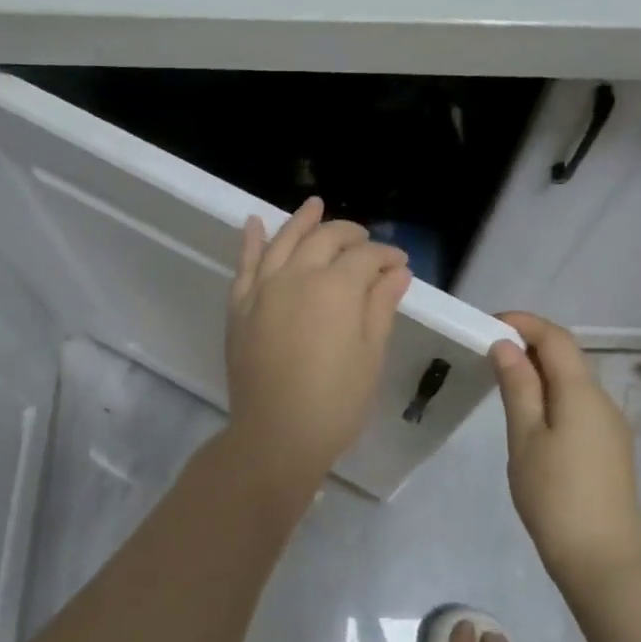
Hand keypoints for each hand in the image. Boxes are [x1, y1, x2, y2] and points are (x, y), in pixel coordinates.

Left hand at [224, 197, 412, 491]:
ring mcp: (263, 289)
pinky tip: (254, 223)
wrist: (276, 436)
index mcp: (336, 287)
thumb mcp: (370, 355)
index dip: (386, 256)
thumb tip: (396, 272)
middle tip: (366, 240)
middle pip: (325, 239)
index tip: (400, 265)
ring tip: (315, 205)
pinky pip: (245, 265)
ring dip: (302, 221)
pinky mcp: (240, 307)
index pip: (365, 257)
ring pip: (284, 241)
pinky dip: (250, 241)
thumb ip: (381, 306)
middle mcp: (297, 276)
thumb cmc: (335, 402)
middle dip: (350, 234)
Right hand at [490, 312, 640, 588]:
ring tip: (503, 383)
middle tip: (488, 352)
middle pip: (568, 357)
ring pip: (574, 383)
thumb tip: (507, 345)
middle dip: (530, 345)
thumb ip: (518, 386)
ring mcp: (611, 427)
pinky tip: (531, 418)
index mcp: (583, 393)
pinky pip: (579, 406)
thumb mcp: (525, 437)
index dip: (524, 323)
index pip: (556, 338)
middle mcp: (604, 401)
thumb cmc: (554, 495)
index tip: (488, 324)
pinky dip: (553, 396)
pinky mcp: (610, 449)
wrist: (603, 560)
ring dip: (541, 372)